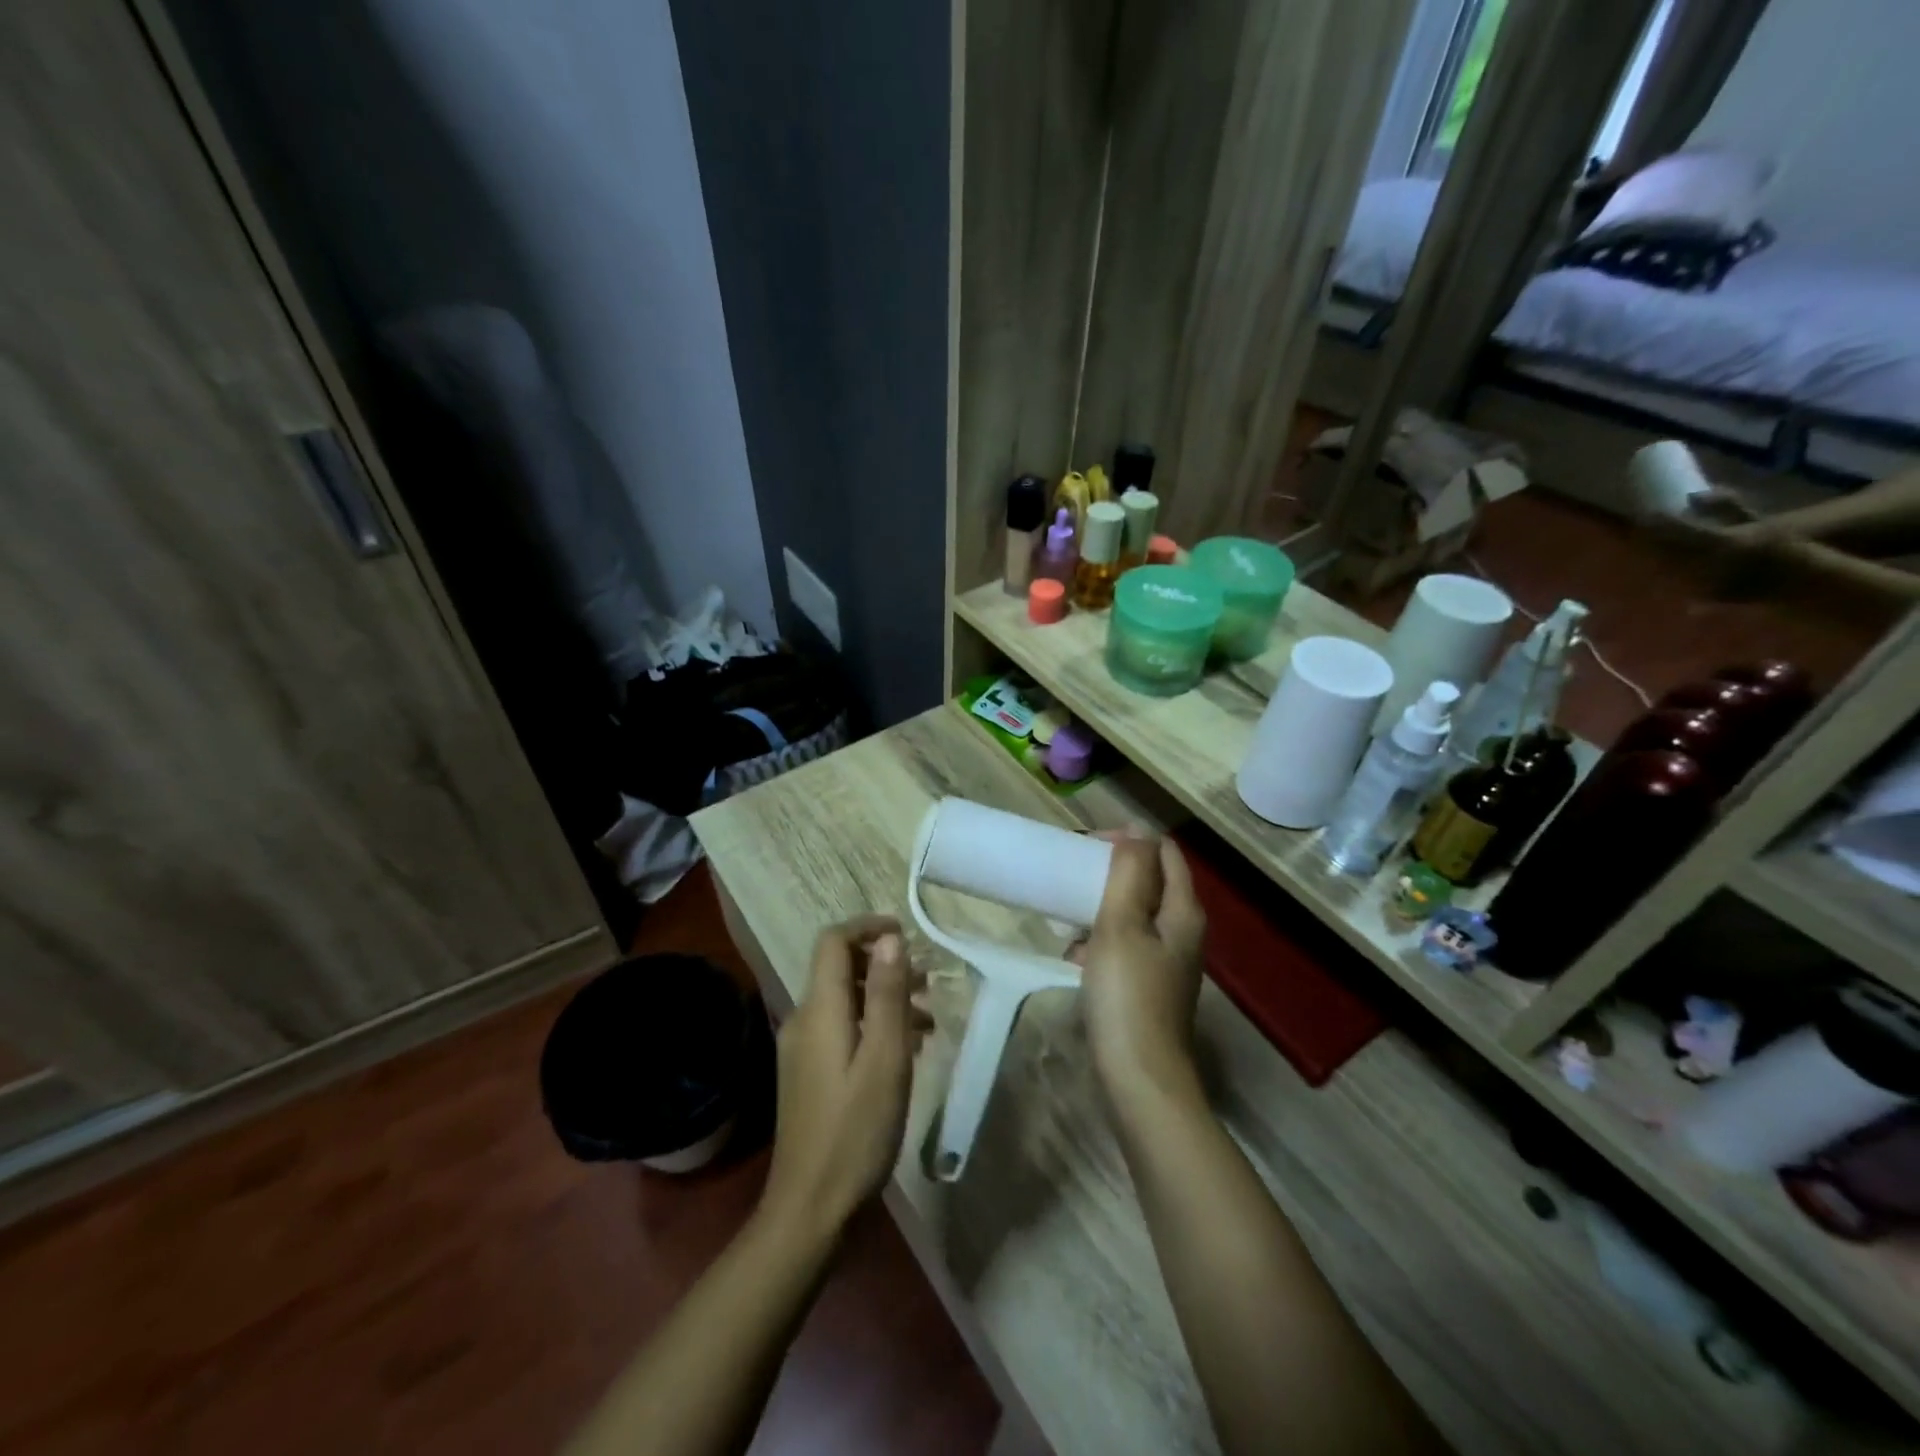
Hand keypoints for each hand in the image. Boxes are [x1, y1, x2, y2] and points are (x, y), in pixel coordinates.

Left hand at [760, 917, 925, 1242]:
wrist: (811, 1209)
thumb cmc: (856, 1131)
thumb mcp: (885, 1058)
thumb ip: (886, 994)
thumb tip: (890, 938)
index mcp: (819, 1009)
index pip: (833, 941)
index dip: (868, 927)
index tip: (906, 935)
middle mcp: (803, 1020)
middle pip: (840, 969)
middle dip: (884, 966)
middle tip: (928, 983)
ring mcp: (801, 1049)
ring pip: (844, 1001)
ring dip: (883, 998)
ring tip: (928, 1019)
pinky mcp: (808, 1073)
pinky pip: (841, 1029)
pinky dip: (872, 1025)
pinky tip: (905, 1051)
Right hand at [1076, 836, 1206, 1101]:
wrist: (1140, 1078)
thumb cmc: (1127, 995)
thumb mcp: (1121, 925)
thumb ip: (1129, 873)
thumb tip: (1137, 830)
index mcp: (1183, 911)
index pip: (1164, 851)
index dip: (1129, 839)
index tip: (1087, 846)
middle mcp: (1183, 931)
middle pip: (1150, 881)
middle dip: (1112, 871)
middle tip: (1073, 874)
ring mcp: (1169, 960)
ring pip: (1135, 913)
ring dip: (1102, 905)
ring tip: (1068, 914)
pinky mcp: (1151, 984)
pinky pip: (1127, 944)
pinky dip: (1102, 939)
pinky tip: (1075, 954)